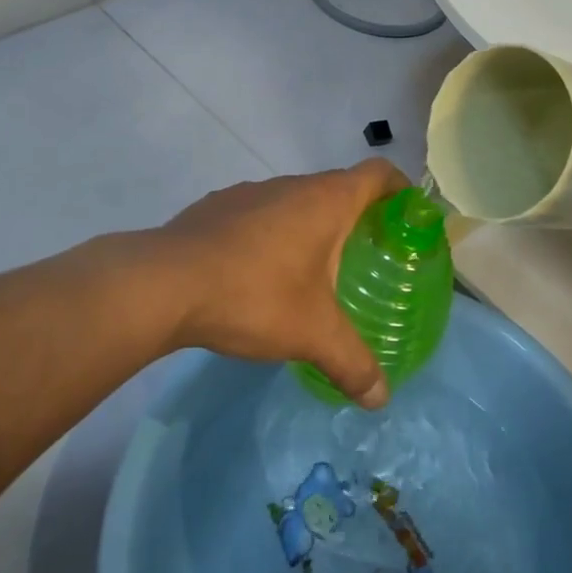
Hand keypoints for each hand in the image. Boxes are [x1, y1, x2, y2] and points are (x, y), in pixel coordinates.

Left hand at [151, 160, 406, 407]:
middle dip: (357, 217)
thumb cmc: (254, 295)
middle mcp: (292, 185)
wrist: (163, 284)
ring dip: (310, 227)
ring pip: (295, 201)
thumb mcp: (312, 334)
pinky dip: (271, 234)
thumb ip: (352, 363)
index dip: (400, 188)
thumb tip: (381, 399)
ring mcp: (250, 192)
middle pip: (338, 188)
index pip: (378, 173)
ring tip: (313, 272)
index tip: (408, 217)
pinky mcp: (216, 207)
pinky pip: (259, 214)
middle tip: (367, 258)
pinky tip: (258, 276)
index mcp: (326, 200)